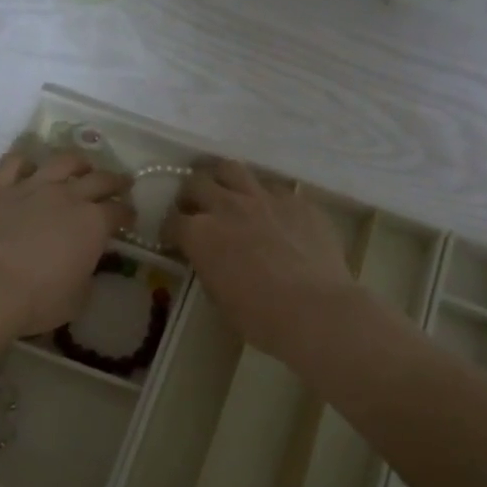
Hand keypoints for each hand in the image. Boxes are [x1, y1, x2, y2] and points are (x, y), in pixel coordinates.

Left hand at [0, 152, 133, 336]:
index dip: (127, 213)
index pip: (119, 211)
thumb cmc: (36, 300)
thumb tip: (85, 267)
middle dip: (114, 181)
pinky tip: (28, 166)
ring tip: (81, 166)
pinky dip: (25, 161)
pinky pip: (14, 162)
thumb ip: (86, 277)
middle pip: (99, 179)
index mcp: (93, 224)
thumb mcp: (77, 299)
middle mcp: (68, 196)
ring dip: (77, 161)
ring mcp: (32, 186)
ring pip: (61, 161)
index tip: (129, 218)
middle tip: (120, 183)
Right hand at [165, 160, 361, 362]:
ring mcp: (264, 198)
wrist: (315, 310)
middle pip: (196, 182)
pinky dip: (265, 197)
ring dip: (223, 180)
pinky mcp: (296, 200)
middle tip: (196, 208)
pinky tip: (273, 213)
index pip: (172, 221)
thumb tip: (210, 257)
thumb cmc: (260, 317)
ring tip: (227, 193)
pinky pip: (273, 187)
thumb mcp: (218, 296)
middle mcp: (226, 206)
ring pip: (232, 169)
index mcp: (200, 234)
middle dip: (191, 194)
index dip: (171, 230)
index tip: (175, 239)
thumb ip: (208, 266)